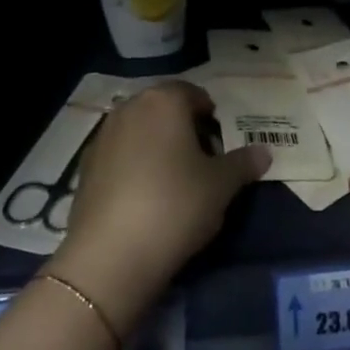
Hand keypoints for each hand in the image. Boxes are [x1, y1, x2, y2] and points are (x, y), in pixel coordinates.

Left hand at [48, 81, 268, 336]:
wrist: (111, 256)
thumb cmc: (176, 205)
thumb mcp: (221, 186)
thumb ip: (243, 163)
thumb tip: (264, 152)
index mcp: (164, 100)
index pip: (194, 94)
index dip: (211, 117)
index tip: (220, 147)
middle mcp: (130, 107)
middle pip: (165, 109)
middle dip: (184, 129)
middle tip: (202, 164)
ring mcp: (103, 135)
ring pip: (140, 131)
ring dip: (158, 146)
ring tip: (174, 183)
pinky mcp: (85, 166)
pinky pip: (120, 155)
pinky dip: (134, 166)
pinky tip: (145, 198)